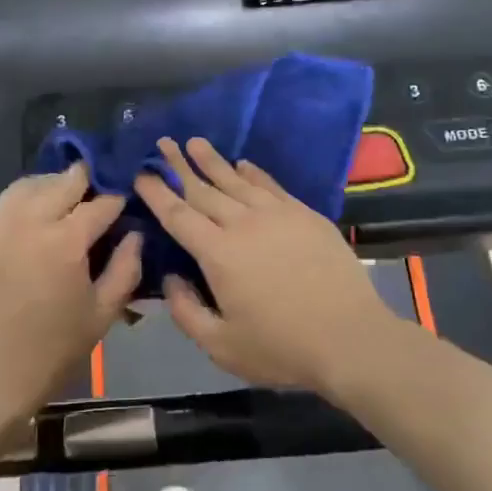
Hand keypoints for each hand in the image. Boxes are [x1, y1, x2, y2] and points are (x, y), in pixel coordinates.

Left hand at [0, 166, 140, 438]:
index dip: (117, 199)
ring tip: (62, 202)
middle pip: (62, 181)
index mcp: (64, 241)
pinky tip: (25, 228)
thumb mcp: (101, 315)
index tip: (125, 202)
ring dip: (50, 187)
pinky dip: (18, 208)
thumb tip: (134, 234)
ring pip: (25, 186)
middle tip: (95, 195)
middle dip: (85, 182)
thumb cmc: (50, 354)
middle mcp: (26, 222)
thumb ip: (125, 268)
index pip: (100, 202)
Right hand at [133, 137, 399, 393]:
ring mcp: (278, 215)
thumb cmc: (281, 348)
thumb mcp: (221, 346)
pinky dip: (253, 173)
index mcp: (218, 254)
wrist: (350, 339)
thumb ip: (186, 311)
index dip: (157, 192)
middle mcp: (244, 224)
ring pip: (237, 180)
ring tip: (195, 142)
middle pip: (204, 188)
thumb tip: (171, 278)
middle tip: (163, 142)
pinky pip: (271, 185)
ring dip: (213, 161)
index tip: (141, 172)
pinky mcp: (306, 216)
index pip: (178, 214)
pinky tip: (243, 164)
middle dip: (179, 165)